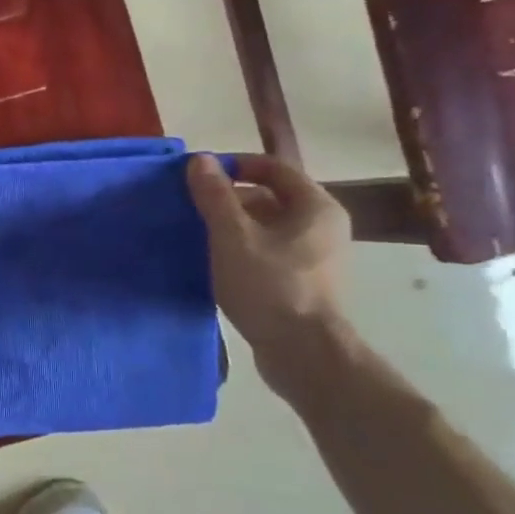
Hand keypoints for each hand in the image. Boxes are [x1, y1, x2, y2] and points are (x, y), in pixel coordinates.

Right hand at [186, 154, 350, 362]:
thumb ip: (215, 196)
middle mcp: (323, 226)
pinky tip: (215, 262)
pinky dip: (242, 249)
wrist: (303, 353)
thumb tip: (199, 160)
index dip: (234, 166)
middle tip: (192, 208)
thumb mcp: (232, 237)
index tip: (199, 176)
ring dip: (232, 226)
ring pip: (267, 227)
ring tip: (197, 235)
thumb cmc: (270, 286)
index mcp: (316, 207)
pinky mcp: (303, 282)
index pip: (273, 168)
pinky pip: (269, 251)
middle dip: (229, 198)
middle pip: (270, 197)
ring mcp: (316, 257)